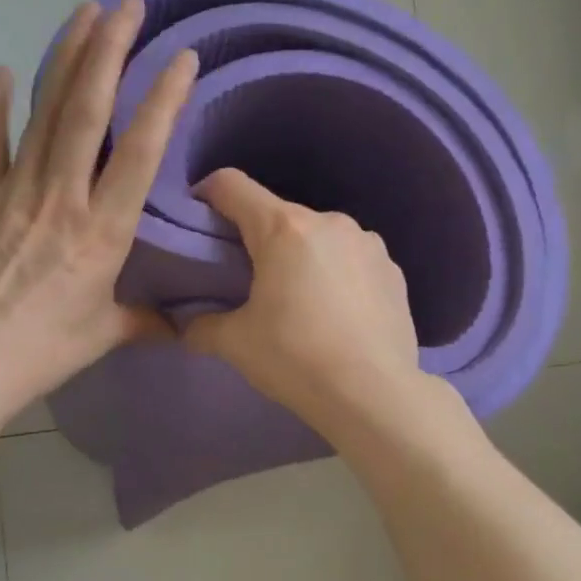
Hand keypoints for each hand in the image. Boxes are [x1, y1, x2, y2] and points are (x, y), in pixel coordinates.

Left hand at [0, 0, 196, 408]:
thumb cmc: (43, 349)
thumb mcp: (104, 335)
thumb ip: (146, 322)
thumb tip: (181, 327)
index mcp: (102, 230)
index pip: (141, 151)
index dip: (163, 99)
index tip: (182, 57)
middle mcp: (63, 197)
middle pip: (88, 111)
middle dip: (109, 51)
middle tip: (127, 6)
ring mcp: (16, 192)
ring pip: (45, 113)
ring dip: (64, 59)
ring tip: (83, 13)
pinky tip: (0, 71)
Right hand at [184, 170, 422, 423]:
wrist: (374, 395)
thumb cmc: (296, 359)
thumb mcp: (236, 344)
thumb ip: (202, 326)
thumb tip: (187, 327)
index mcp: (283, 228)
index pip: (231, 185)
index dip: (207, 195)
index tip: (200, 223)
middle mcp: (329, 221)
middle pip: (278, 214)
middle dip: (257, 239)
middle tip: (247, 280)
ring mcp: (368, 242)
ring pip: (318, 236)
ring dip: (301, 256)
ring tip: (298, 301)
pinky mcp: (393, 269)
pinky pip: (351, 259)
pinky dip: (336, 274)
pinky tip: (337, 314)